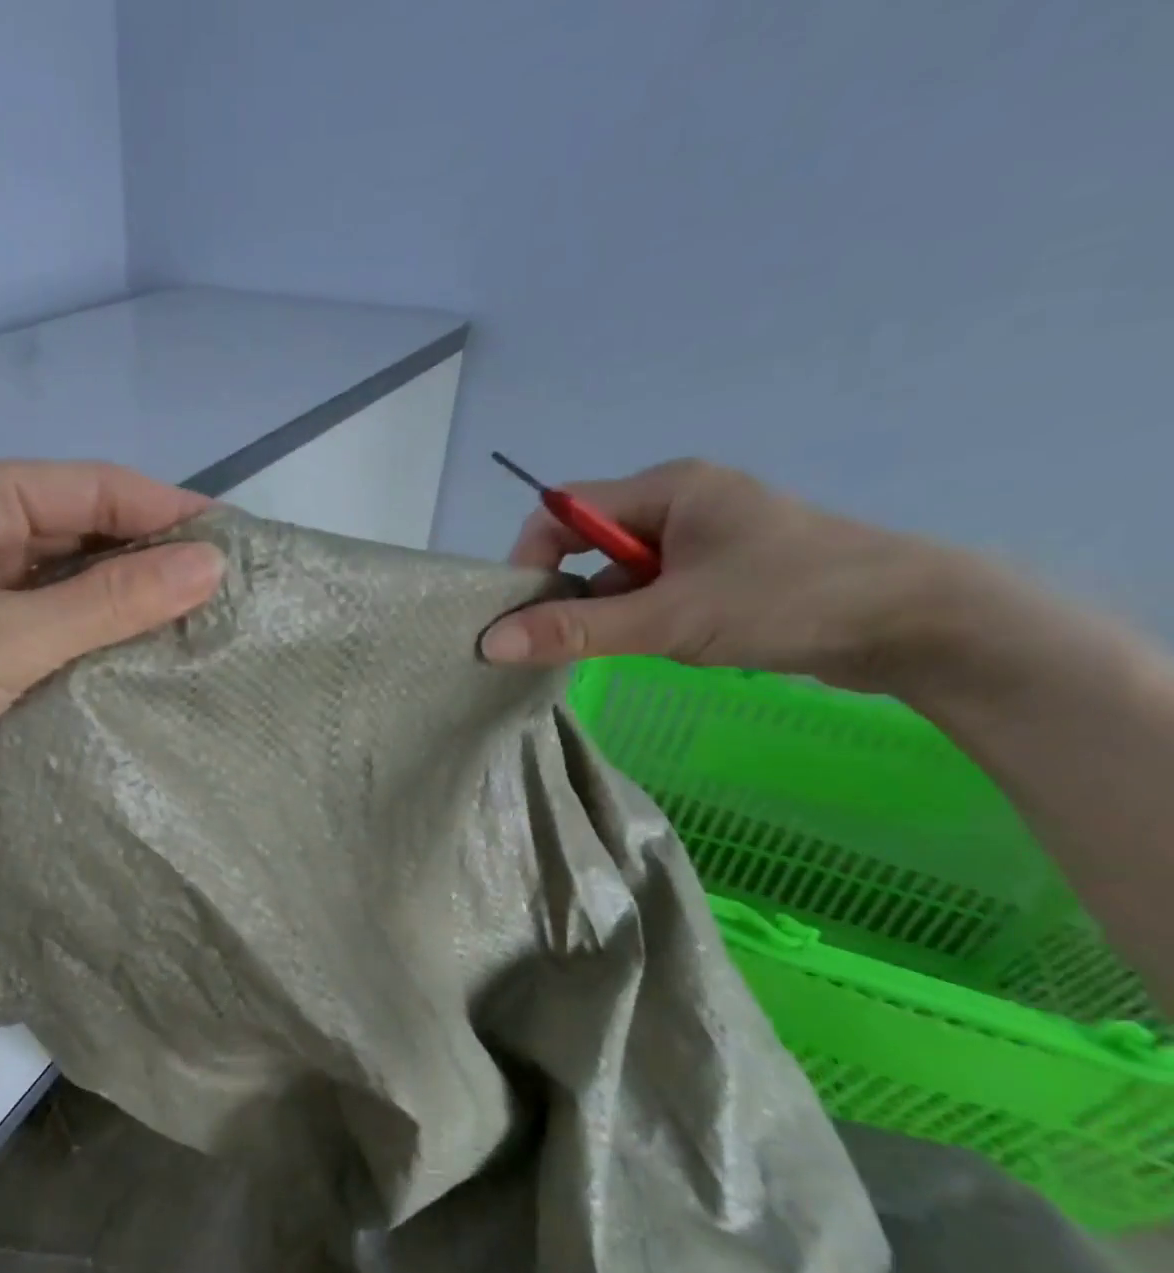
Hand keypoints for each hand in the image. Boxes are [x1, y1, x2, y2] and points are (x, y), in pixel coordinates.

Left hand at [0, 460, 224, 842]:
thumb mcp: (12, 637)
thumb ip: (113, 601)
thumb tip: (211, 564)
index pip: (91, 486)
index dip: (166, 509)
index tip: (236, 542)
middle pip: (76, 528)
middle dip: (146, 556)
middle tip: (220, 592)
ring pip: (59, 578)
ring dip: (117, 599)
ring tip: (191, 622)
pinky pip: (38, 620)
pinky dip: (83, 634)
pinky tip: (128, 655)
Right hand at [479, 458, 960, 690]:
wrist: (919, 624)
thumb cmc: (786, 600)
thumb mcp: (668, 619)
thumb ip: (575, 631)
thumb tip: (490, 644)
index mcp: (667, 488)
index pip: (563, 509)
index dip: (531, 558)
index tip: (520, 615)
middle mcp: (681, 503)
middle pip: (589, 542)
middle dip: (569, 592)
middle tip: (563, 642)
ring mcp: (706, 539)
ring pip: (621, 574)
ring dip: (609, 612)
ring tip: (627, 648)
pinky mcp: (724, 573)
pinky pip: (655, 591)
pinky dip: (643, 620)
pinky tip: (663, 646)